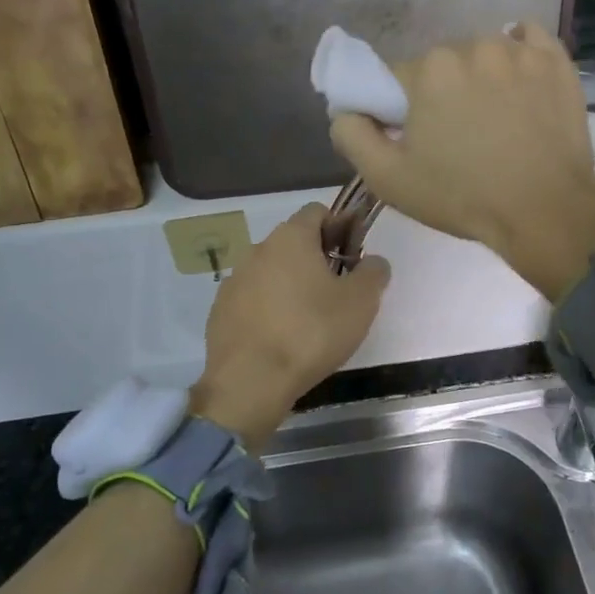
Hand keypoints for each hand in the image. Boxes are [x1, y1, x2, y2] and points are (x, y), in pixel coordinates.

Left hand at [190, 204, 390, 448]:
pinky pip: (252, 298)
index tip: (353, 256)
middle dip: (317, 258)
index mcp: (291, 237)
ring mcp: (235, 280)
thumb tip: (373, 261)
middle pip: (294, 241)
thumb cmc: (312, 332)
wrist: (251, 381)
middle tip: (338, 291)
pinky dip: (268, 308)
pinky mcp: (221, 310)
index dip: (340, 227)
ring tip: (309, 319)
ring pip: (272, 270)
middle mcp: (258, 249)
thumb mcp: (361, 302)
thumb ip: (373, 272)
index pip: (317, 211)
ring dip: (291, 284)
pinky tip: (281, 337)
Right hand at [329, 24, 594, 301]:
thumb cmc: (463, 197)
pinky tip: (520, 82)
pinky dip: (520, 55)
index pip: (396, 79)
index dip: (399, 109)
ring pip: (483, 55)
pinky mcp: (556, 62)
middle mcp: (473, 46)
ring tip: (495, 119)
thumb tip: (346, 109)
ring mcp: (520, 51)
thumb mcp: (388, 179)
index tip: (415, 138)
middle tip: (456, 136)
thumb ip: (353, 135)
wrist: (546, 212)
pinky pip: (529, 41)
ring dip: (480, 78)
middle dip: (441, 93)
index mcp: (429, 70)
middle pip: (441, 65)